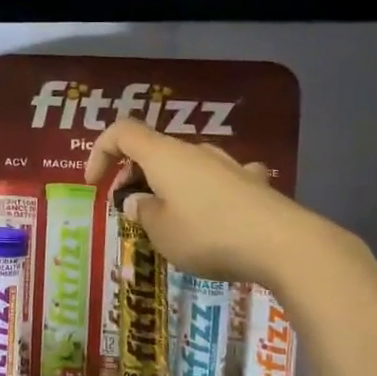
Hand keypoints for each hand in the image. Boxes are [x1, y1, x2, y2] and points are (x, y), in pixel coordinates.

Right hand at [84, 118, 325, 288]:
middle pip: (153, 150)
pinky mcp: (253, 182)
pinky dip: (204, 194)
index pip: (122, 132)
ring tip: (168, 220)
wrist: (282, 243)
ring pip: (186, 166)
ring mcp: (228, 164)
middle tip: (130, 211)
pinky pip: (218, 181)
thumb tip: (139, 202)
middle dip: (133, 176)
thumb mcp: (161, 232)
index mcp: (164, 156)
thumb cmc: (208, 235)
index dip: (99, 152)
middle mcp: (195, 151)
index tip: (93, 184)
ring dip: (168, 186)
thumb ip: (142, 213)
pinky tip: (215, 217)